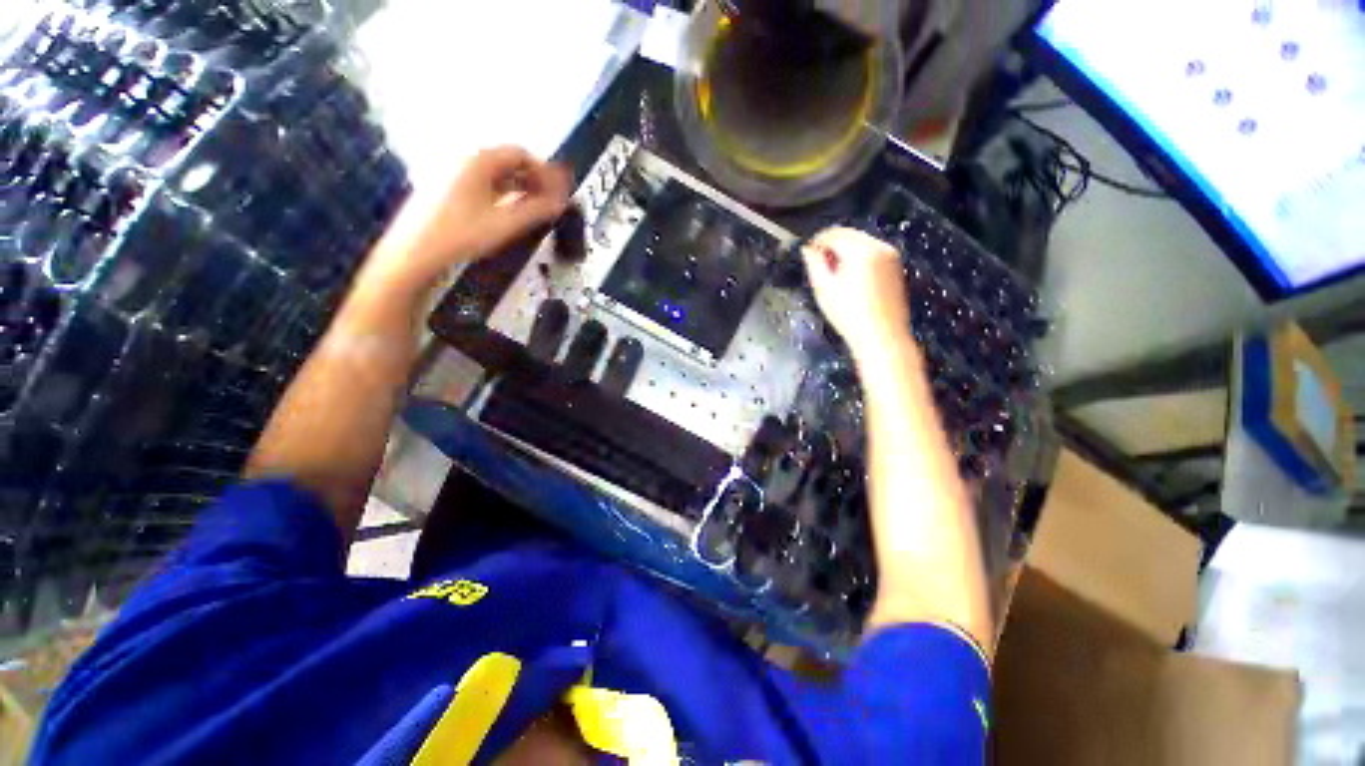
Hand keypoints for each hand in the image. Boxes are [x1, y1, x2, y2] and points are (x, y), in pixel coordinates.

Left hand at [363, 146, 571, 295]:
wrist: (415, 252)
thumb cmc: (461, 234)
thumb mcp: (505, 223)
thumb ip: (537, 211)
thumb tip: (562, 202)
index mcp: (479, 160)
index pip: (521, 154)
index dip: (545, 171)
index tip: (561, 189)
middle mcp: (465, 160)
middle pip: (508, 162)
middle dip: (534, 179)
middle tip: (552, 199)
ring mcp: (453, 174)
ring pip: (496, 174)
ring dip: (520, 187)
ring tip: (536, 207)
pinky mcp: (447, 190)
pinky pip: (483, 184)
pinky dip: (503, 193)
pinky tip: (510, 211)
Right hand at [802, 227, 912, 360]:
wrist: (882, 336)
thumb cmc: (849, 315)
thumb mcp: (824, 289)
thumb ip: (814, 264)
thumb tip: (807, 249)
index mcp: (861, 250)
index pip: (834, 233)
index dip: (817, 241)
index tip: (808, 255)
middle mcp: (879, 246)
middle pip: (849, 234)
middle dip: (832, 246)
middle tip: (820, 267)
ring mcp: (891, 255)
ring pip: (861, 242)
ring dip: (845, 251)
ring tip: (835, 275)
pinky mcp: (896, 266)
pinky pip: (872, 252)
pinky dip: (858, 258)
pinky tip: (852, 280)